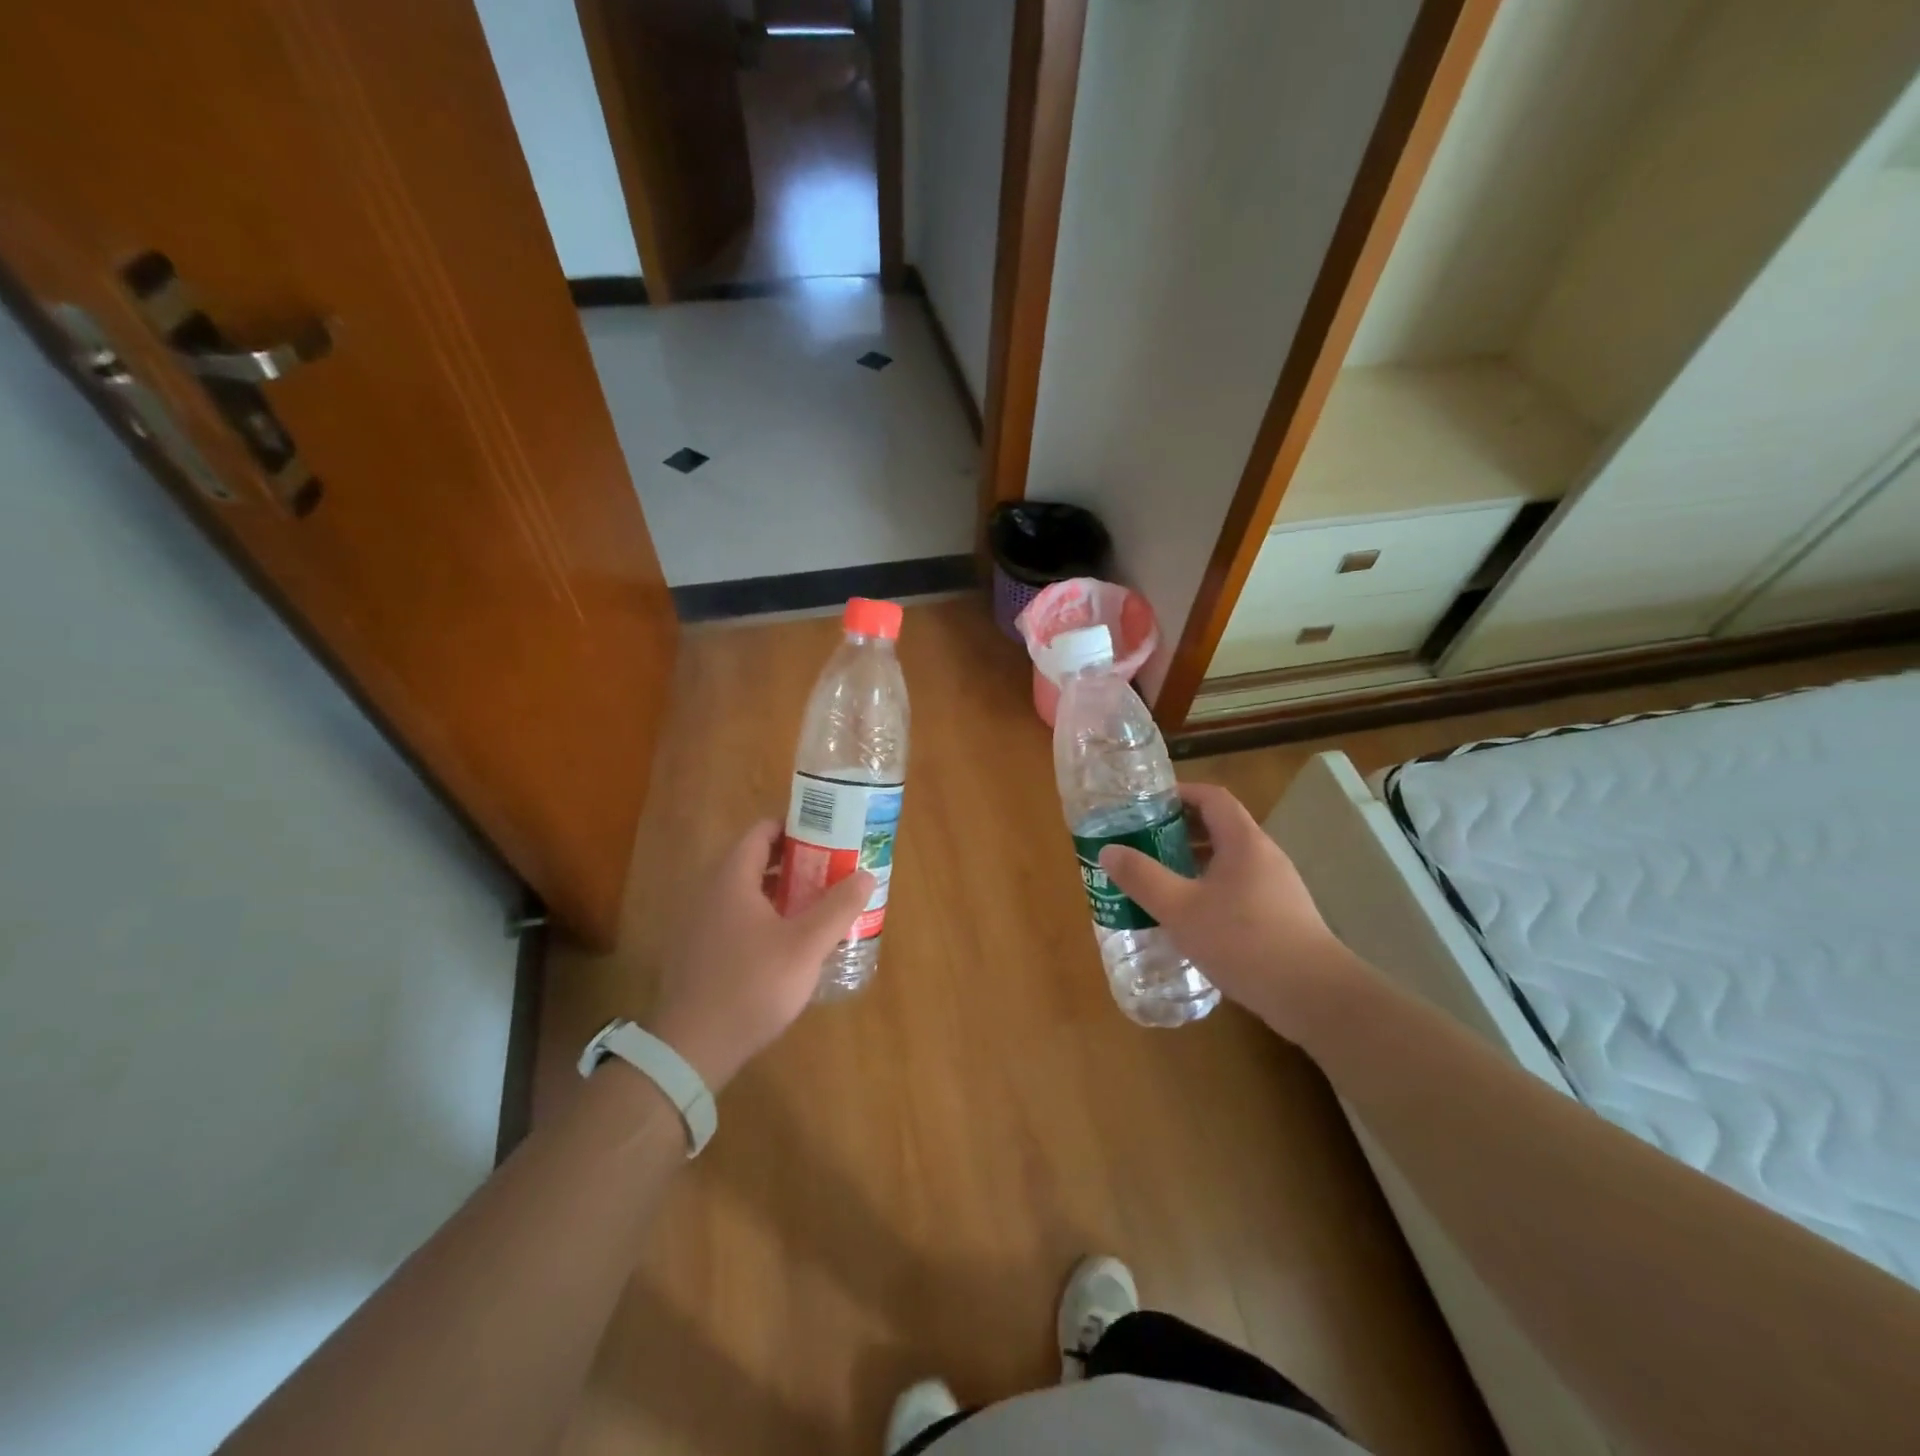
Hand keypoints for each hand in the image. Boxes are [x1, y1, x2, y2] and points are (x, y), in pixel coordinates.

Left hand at [647, 821, 873, 1088]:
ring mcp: (699, 923)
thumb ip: (838, 907)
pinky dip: (763, 916)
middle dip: (795, 862)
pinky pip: (734, 917)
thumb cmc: (753, 986)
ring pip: (745, 892)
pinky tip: (787, 942)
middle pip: (755, 860)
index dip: (795, 827)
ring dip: (780, 891)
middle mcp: (710, 892)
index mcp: (731, 879)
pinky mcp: (697, 952)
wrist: (693, 1048)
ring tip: (816, 905)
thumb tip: (866, 874)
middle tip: (831, 871)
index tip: (828, 836)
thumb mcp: (806, 946)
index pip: (761, 831)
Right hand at [1099, 782, 1347, 1039]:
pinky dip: (1209, 888)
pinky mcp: (1281, 915)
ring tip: (1158, 878)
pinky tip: (1189, 916)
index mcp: (1243, 841)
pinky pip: (1238, 886)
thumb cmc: (1243, 941)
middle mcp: (1263, 855)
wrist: (1312, 995)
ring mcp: (1276, 886)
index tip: (1146, 804)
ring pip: (1228, 860)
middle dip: (1179, 830)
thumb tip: (1109, 850)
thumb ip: (1143, 878)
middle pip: (1219, 826)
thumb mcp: (1180, 908)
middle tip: (1142, 842)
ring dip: (1193, 862)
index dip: (1179, 793)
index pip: (1211, 797)